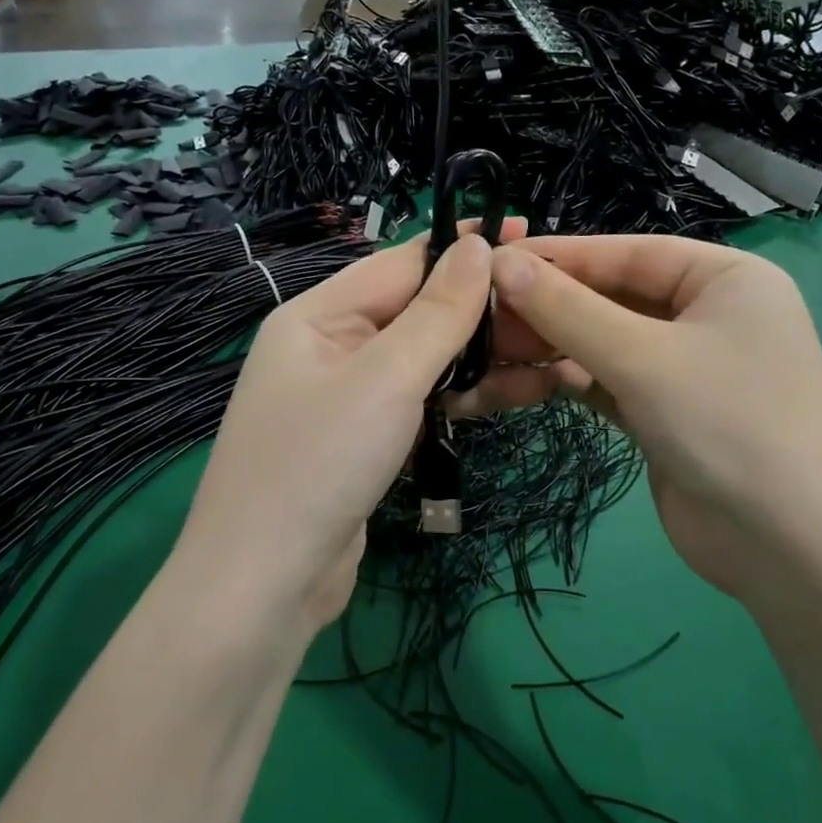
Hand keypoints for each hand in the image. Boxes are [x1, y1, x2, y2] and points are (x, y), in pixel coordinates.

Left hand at [177, 219, 525, 633]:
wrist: (265, 588)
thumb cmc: (319, 464)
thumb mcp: (385, 378)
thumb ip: (437, 312)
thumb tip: (475, 246)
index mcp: (318, 315)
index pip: (402, 263)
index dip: (464, 247)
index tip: (527, 234)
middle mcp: (331, 346)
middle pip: (418, 311)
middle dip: (485, 308)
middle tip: (556, 305)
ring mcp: (350, 396)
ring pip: (428, 359)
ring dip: (485, 355)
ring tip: (556, 351)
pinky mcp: (368, 440)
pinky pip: (424, 400)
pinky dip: (466, 394)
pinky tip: (519, 391)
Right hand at [460, 235, 821, 603]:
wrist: (796, 554)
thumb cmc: (730, 427)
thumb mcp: (643, 359)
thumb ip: (569, 310)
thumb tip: (500, 264)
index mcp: (724, 278)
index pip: (626, 253)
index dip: (558, 256)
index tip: (490, 259)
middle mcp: (707, 315)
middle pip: (612, 297)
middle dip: (549, 307)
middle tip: (480, 314)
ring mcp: (685, 367)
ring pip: (604, 342)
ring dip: (551, 347)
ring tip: (489, 350)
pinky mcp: (664, 413)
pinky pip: (607, 382)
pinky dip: (568, 381)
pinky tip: (519, 383)